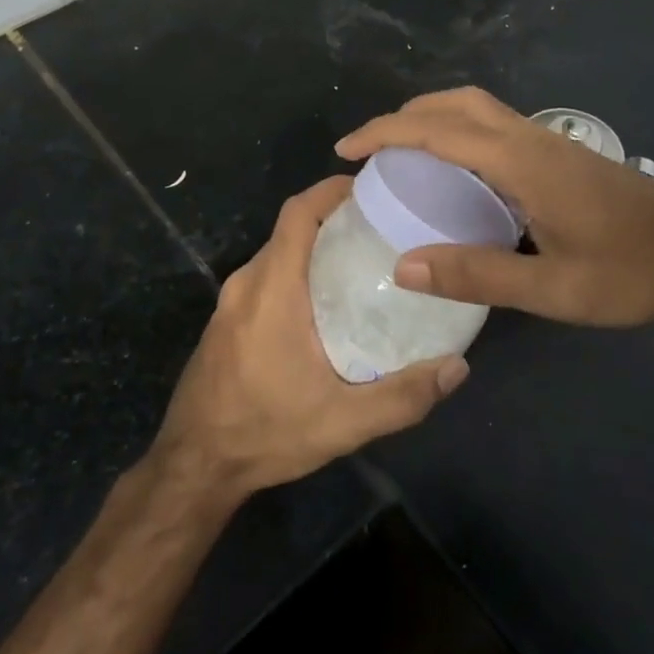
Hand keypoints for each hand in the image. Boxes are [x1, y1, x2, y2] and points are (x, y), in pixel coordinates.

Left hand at [152, 175, 469, 494]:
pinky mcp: (226, 321)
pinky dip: (297, 271)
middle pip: (292, 230)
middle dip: (334, 219)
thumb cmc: (266, 432)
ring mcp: (231, 302)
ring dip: (316, 248)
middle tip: (383, 230)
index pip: (298, 213)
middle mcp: (247, 283)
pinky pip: (266, 277)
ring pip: (278, 254)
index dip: (331, 190)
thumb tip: (458, 368)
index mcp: (272, 289)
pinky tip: (326, 304)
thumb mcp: (343, 422)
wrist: (195, 466)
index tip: (370, 188)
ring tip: (364, 263)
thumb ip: (403, 396)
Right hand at [336, 87, 653, 326]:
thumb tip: (403, 265)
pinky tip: (459, 174)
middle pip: (458, 102)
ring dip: (436, 119)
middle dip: (408, 115)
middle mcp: (531, 139)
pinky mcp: (562, 156)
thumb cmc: (629, 274)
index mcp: (521, 162)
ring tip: (405, 156)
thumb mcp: (551, 288)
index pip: (437, 131)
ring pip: (480, 109)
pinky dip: (461, 133)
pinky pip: (497, 127)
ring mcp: (550, 143)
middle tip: (373, 149)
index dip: (385, 133)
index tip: (345, 149)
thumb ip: (477, 275)